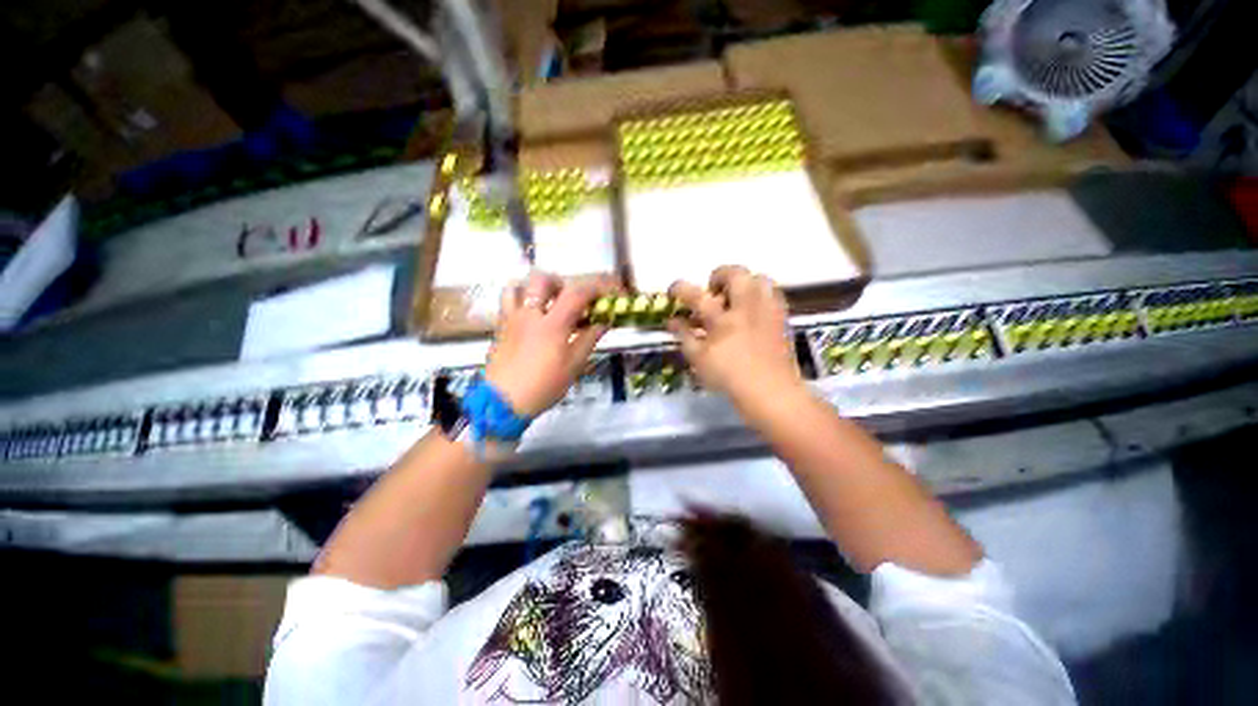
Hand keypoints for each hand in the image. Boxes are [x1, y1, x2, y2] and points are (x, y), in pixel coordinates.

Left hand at [485, 273, 611, 416]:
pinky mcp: (499, 327)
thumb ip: (588, 340)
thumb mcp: (573, 367)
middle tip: (570, 299)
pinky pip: (506, 302)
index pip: (577, 292)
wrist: (503, 402)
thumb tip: (603, 322)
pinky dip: (519, 300)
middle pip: (543, 279)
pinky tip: (528, 316)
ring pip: (518, 286)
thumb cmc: (542, 387)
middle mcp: (530, 314)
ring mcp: (511, 318)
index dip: (596, 288)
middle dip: (561, 283)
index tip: (607, 294)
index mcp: (552, 324)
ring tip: (544, 302)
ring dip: (533, 288)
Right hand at [668, 266, 804, 409]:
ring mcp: (768, 309)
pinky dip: (761, 295)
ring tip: (737, 298)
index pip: (697, 295)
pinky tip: (754, 311)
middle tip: (713, 291)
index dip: (681, 288)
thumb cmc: (731, 378)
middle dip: (720, 276)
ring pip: (760, 279)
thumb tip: (673, 320)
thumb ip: (685, 336)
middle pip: (736, 274)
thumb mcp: (700, 361)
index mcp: (723, 318)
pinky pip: (773, 294)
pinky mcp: (783, 318)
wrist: (772, 392)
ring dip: (746, 282)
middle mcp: (747, 306)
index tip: (674, 290)